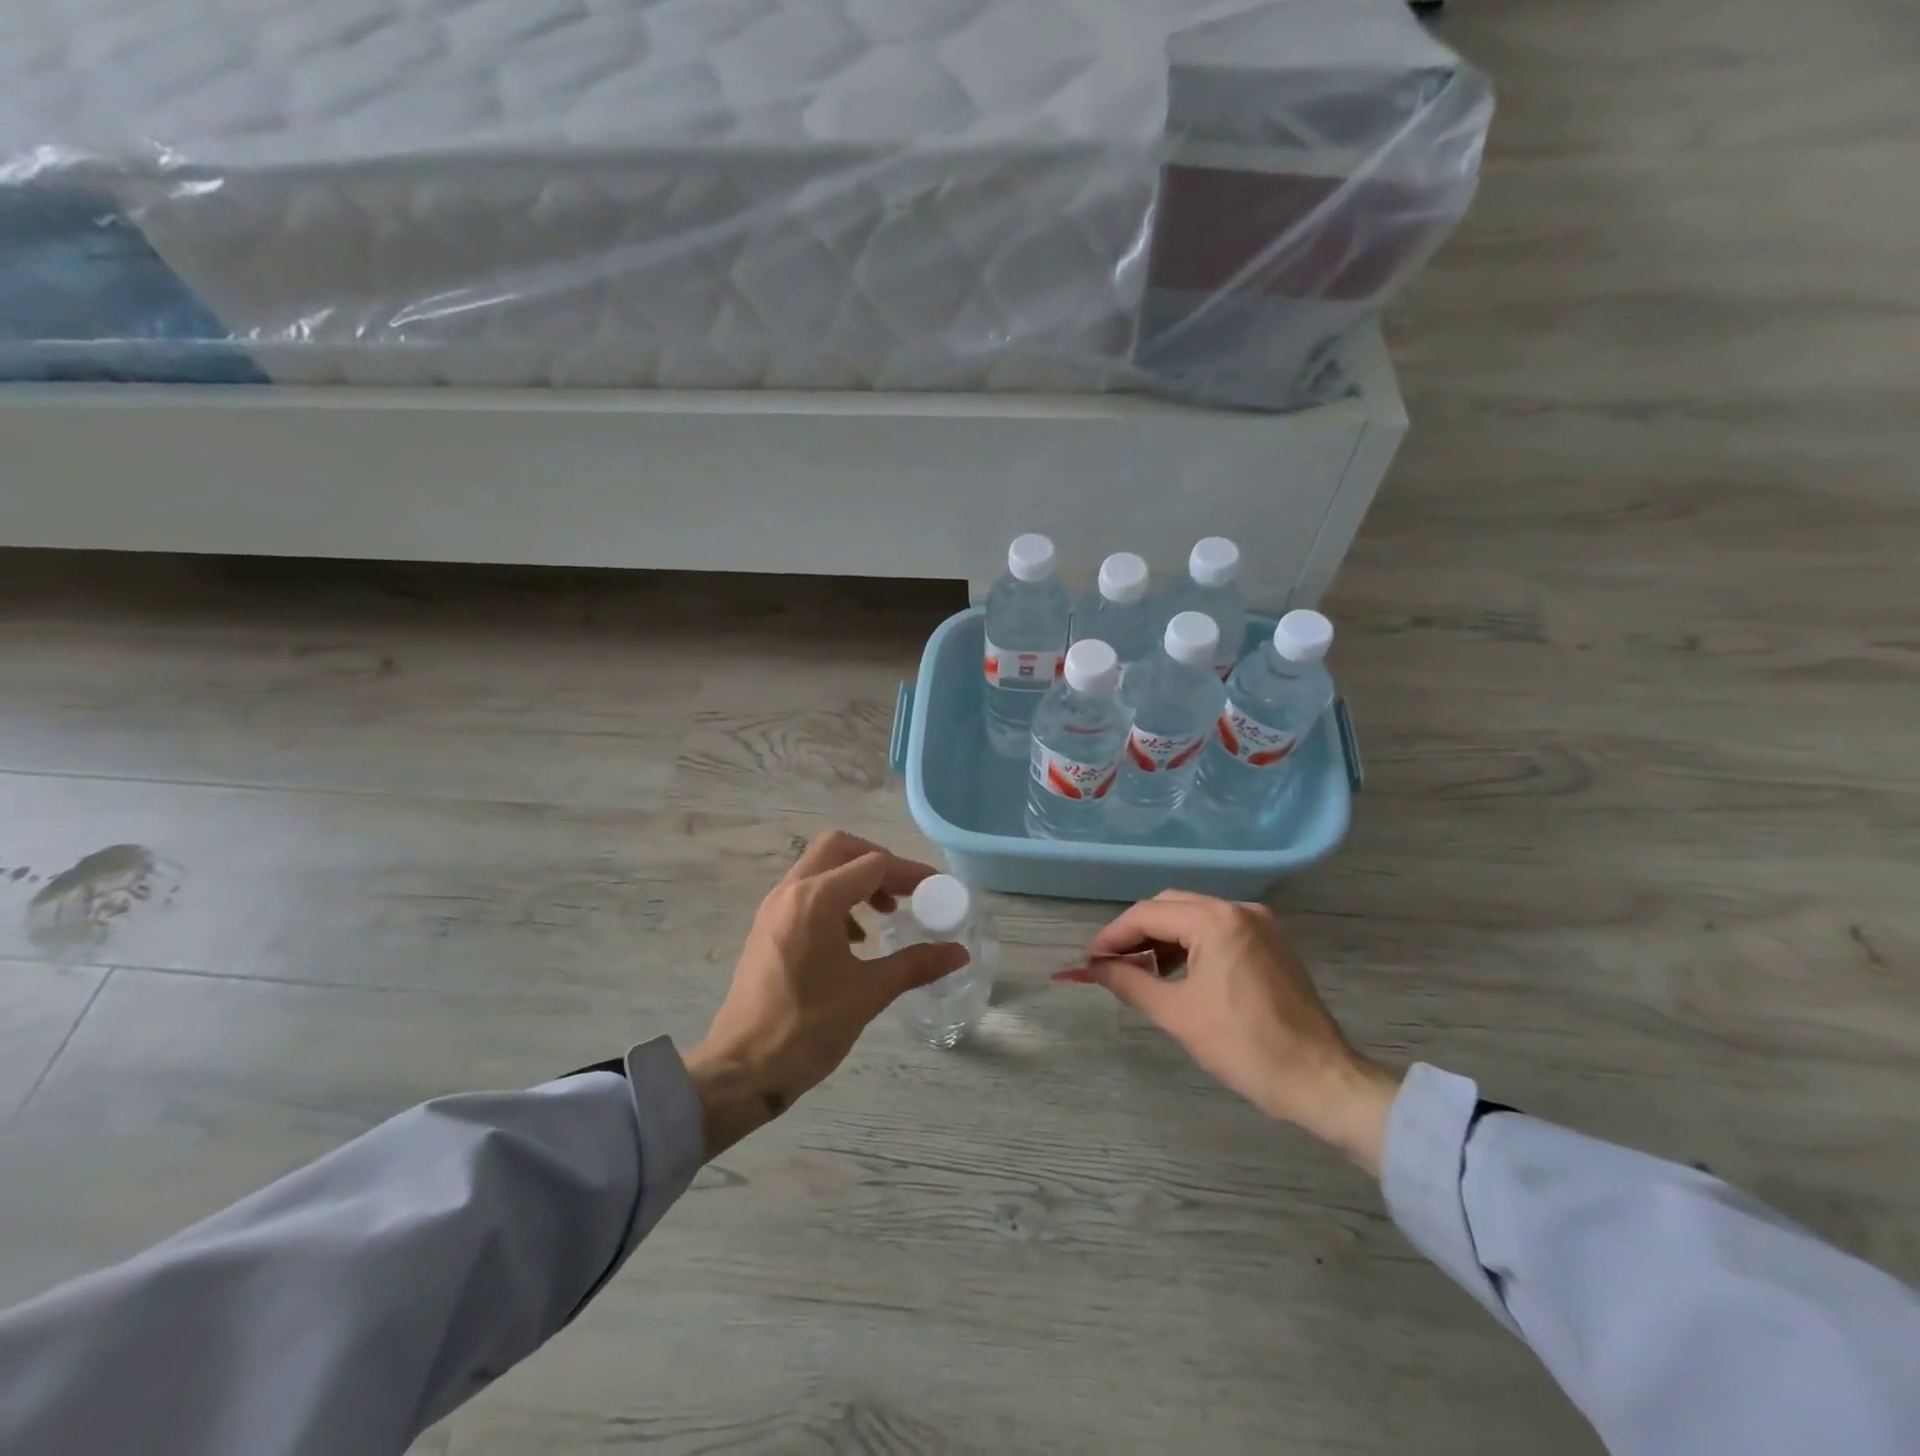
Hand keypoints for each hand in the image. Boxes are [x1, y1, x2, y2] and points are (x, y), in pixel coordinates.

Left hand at [683, 830, 968, 1157]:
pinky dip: (835, 898)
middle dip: (878, 862)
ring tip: (884, 914)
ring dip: (855, 879)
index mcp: (816, 899)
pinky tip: (853, 939)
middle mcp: (791, 891)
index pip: (873, 864)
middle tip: (905, 891)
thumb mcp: (869, 993)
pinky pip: (806, 892)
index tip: (936, 891)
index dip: (910, 873)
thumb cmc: (807, 1028)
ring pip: (820, 867)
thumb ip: (916, 964)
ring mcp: (774, 908)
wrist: (742, 1069)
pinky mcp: (767, 927)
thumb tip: (959, 952)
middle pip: (840, 848)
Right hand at [1076, 891, 1400, 1174]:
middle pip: (1169, 907)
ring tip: (1139, 973)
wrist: (1320, 1081)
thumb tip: (1093, 968)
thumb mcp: (1177, 1015)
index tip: (1089, 962)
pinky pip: (1217, 930)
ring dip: (1162, 939)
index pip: (1147, 915)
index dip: (1112, 937)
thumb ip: (1129, 982)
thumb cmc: (1245, 1047)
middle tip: (1110, 966)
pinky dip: (1189, 945)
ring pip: (1193, 916)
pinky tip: (1175, 973)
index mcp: (1215, 920)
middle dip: (1135, 934)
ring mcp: (1259, 923)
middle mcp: (1238, 909)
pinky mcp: (1270, 942)